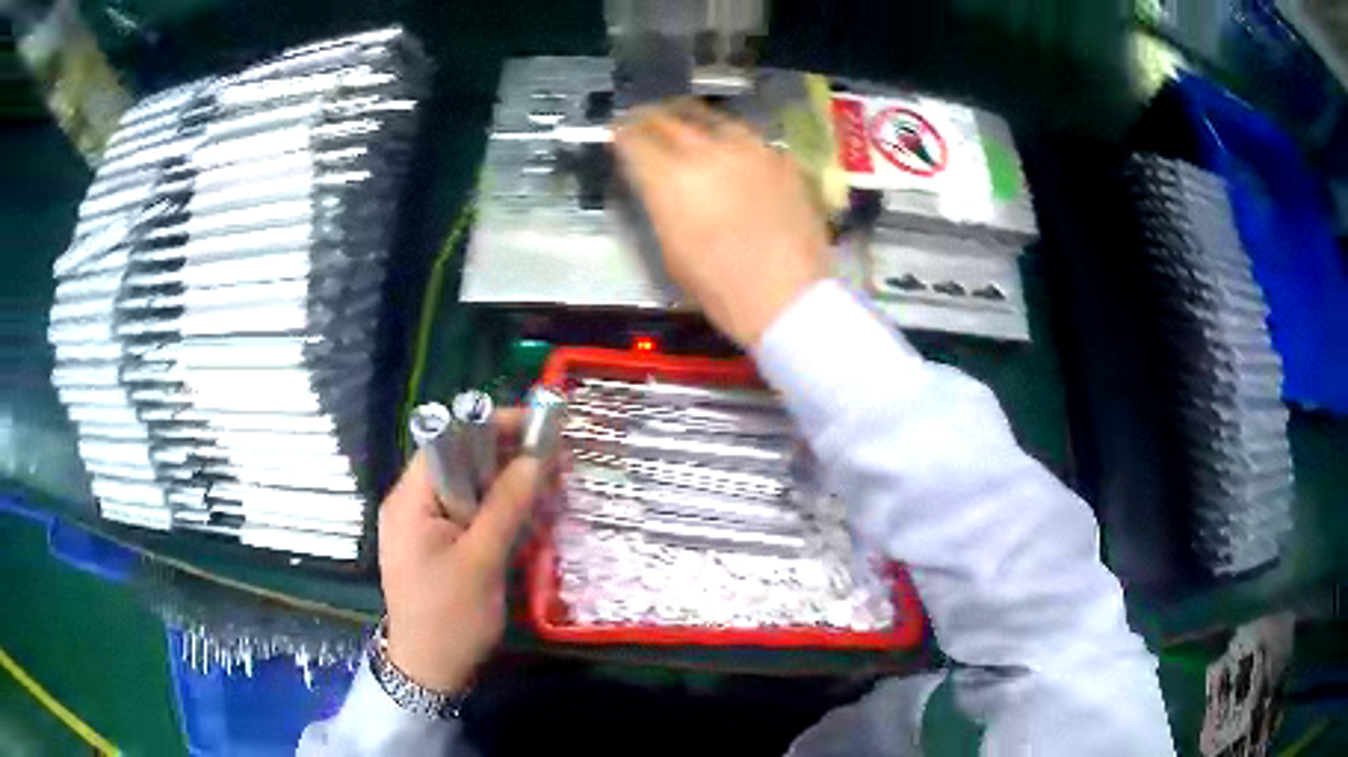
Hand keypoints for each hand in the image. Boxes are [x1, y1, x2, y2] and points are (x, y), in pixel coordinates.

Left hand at [378, 410, 540, 691]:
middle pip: (457, 461)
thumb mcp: (482, 561)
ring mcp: (419, 526)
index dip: (489, 426)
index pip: (447, 440)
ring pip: (465, 488)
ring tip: (545, 488)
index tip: (535, 428)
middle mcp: (409, 503)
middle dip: (503, 457)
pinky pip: (464, 513)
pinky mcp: (433, 545)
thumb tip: (535, 457)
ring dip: (502, 485)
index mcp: (409, 499)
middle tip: (551, 462)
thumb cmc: (451, 617)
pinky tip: (522, 518)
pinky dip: (493, 510)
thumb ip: (506, 506)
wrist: (429, 670)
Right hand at [615, 100, 829, 346]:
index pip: (634, 139)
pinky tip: (727, 148)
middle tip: (641, 119)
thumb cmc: (720, 288)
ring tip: (683, 122)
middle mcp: (707, 151)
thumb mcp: (670, 249)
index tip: (617, 134)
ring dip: (689, 117)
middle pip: (669, 118)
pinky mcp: (780, 159)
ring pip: (711, 117)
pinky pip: (746, 136)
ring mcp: (749, 150)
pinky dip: (728, 136)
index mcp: (670, 178)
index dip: (621, 134)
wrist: (788, 296)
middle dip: (648, 117)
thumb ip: (659, 205)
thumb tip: (656, 184)